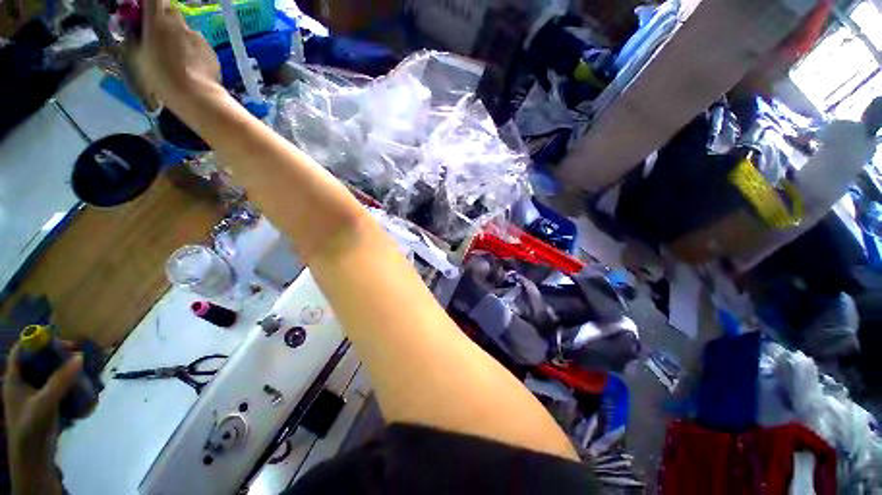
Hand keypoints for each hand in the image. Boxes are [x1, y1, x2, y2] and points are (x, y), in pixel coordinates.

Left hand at [3, 344, 82, 494]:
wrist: (34, 457)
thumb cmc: (32, 427)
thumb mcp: (45, 403)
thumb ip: (60, 381)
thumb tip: (79, 356)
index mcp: (14, 378)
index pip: (21, 350)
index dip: (36, 341)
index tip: (58, 339)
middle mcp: (21, 381)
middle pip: (36, 360)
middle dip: (54, 355)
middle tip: (74, 354)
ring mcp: (32, 393)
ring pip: (46, 372)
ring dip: (62, 367)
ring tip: (79, 367)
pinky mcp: (43, 401)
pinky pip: (53, 384)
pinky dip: (65, 380)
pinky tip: (77, 383)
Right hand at [130, 0, 221, 109]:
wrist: (196, 95)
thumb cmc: (160, 77)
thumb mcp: (135, 57)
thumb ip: (133, 38)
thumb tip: (133, 30)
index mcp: (158, 21)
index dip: (148, 3)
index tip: (143, 11)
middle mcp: (180, 24)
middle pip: (170, 12)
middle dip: (162, 19)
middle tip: (156, 35)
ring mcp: (198, 37)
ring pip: (184, 31)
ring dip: (177, 38)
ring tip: (174, 59)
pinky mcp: (210, 51)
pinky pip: (198, 47)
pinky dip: (192, 52)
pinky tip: (189, 68)